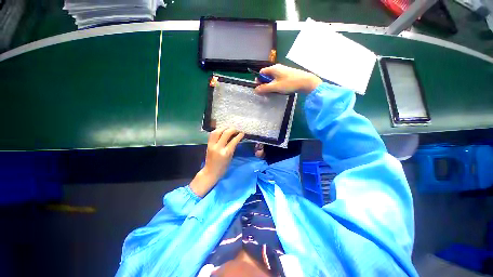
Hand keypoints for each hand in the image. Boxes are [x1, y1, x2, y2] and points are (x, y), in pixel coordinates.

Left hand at [189, 128, 243, 196]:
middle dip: (232, 129)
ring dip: (223, 128)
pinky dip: (217, 131)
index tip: (242, 132)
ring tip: (228, 128)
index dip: (239, 135)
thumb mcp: (230, 157)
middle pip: (225, 133)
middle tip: (236, 129)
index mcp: (226, 152)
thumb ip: (233, 147)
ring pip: (217, 131)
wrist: (211, 172)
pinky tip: (221, 130)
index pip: (233, 141)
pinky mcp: (208, 144)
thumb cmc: (223, 167)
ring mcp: (212, 145)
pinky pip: (212, 134)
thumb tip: (236, 138)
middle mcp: (218, 147)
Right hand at [254, 64, 321, 93]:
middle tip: (267, 91)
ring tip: (274, 91)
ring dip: (271, 85)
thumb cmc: (289, 83)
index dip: (259, 80)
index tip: (260, 87)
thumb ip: (264, 88)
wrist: (306, 82)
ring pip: (273, 78)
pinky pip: (278, 79)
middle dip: (265, 83)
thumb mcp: (275, 87)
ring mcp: (283, 71)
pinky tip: (280, 89)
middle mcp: (277, 68)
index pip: (261, 72)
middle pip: (267, 75)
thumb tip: (255, 90)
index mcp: (273, 68)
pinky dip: (277, 84)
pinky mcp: (288, 75)